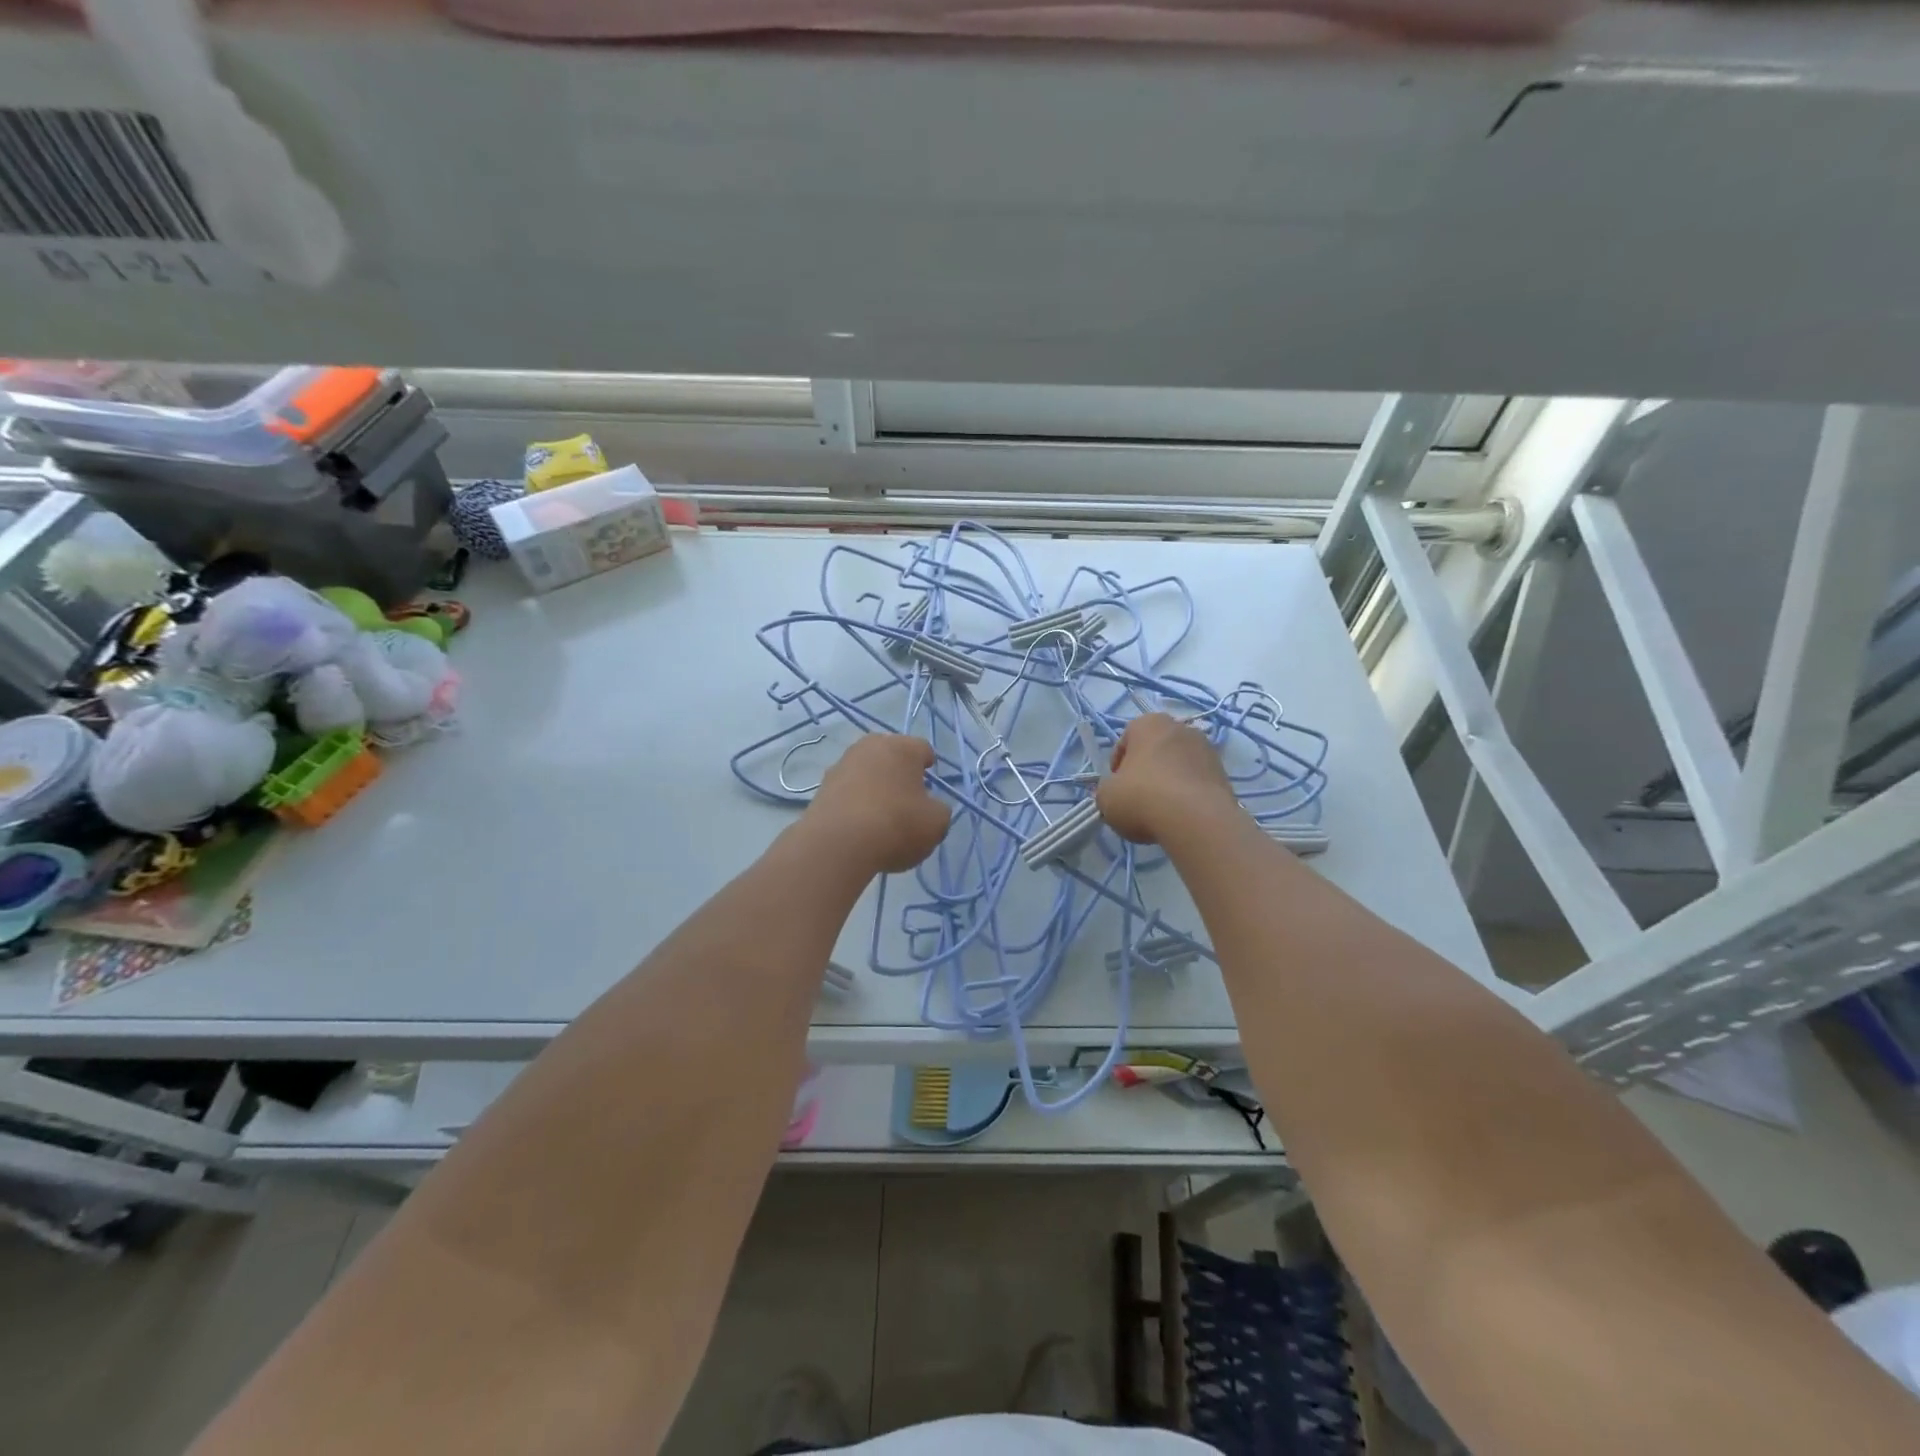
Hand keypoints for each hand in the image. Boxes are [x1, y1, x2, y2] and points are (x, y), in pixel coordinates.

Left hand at [802, 734, 950, 874]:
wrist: (838, 843)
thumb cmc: (896, 825)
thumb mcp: (937, 823)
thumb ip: (939, 809)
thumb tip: (929, 806)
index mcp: (902, 747)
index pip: (923, 749)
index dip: (929, 766)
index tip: (930, 786)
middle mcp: (870, 746)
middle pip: (891, 755)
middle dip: (900, 772)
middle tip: (907, 798)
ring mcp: (842, 764)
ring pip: (867, 771)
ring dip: (875, 785)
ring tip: (881, 814)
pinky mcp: (822, 786)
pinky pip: (848, 790)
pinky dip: (855, 801)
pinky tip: (860, 824)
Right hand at [1096, 714, 1239, 845]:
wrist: (1195, 819)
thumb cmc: (1142, 797)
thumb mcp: (1106, 797)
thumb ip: (1107, 790)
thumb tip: (1118, 793)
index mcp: (1148, 724)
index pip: (1124, 743)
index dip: (1116, 769)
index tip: (1116, 790)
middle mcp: (1180, 727)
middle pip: (1154, 751)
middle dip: (1146, 772)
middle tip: (1137, 799)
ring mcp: (1206, 748)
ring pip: (1177, 766)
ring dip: (1168, 782)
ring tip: (1161, 811)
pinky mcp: (1223, 773)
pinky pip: (1196, 782)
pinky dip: (1187, 794)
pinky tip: (1180, 815)